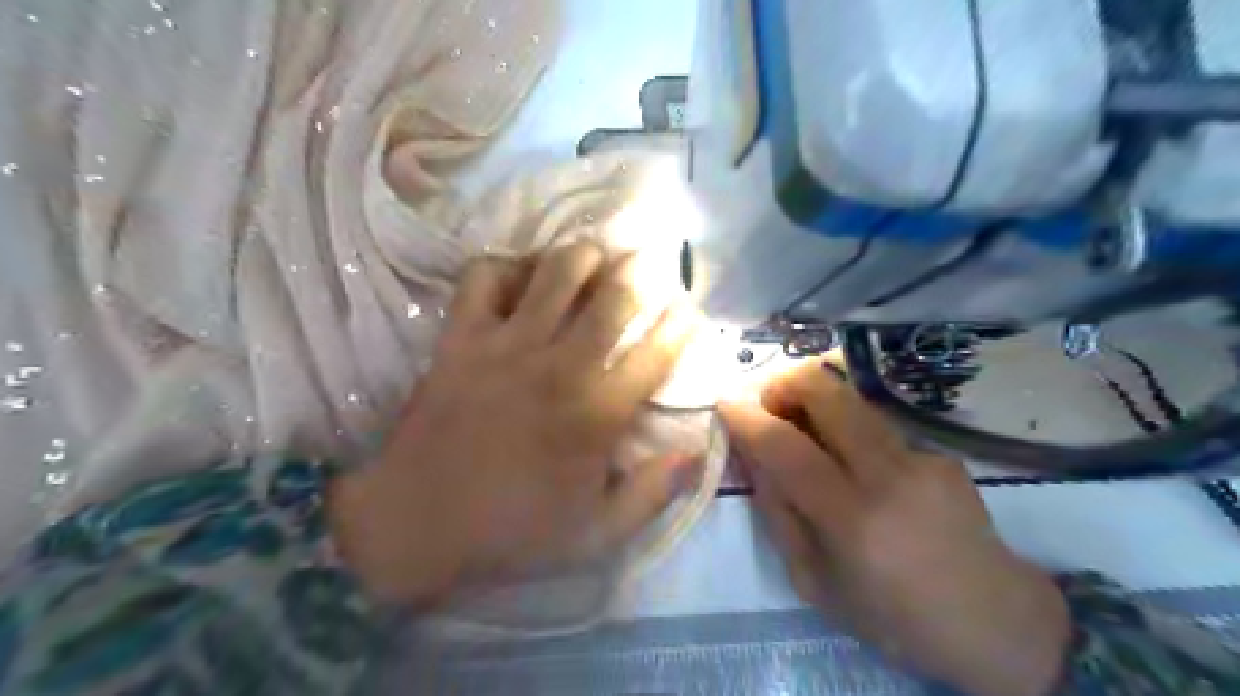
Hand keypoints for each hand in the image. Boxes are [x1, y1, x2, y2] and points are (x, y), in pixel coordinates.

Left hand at [324, 243, 700, 609]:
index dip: (681, 324)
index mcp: (597, 414)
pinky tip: (522, 275)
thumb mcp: (597, 534)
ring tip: (595, 256)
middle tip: (647, 262)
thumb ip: (652, 494)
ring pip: (555, 271)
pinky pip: (484, 276)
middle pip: (612, 296)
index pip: (656, 354)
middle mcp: (558, 366)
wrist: (415, 525)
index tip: (688, 311)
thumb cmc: (511, 531)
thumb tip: (697, 454)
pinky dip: (507, 264)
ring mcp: (506, 345)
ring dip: (584, 254)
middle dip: (640, 270)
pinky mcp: (460, 338)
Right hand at [725, 364, 1070, 694]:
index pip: (785, 447)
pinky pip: (873, 420)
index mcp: (851, 519)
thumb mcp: (813, 581)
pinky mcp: (939, 449)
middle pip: (825, 390)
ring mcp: (920, 454)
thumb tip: (750, 454)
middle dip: (782, 383)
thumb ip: (777, 511)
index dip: (747, 417)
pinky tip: (851, 460)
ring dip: (813, 397)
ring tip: (802, 429)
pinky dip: (844, 425)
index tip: (723, 402)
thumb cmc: (892, 616)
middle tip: (768, 408)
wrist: (995, 622)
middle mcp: (888, 473)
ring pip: (850, 395)